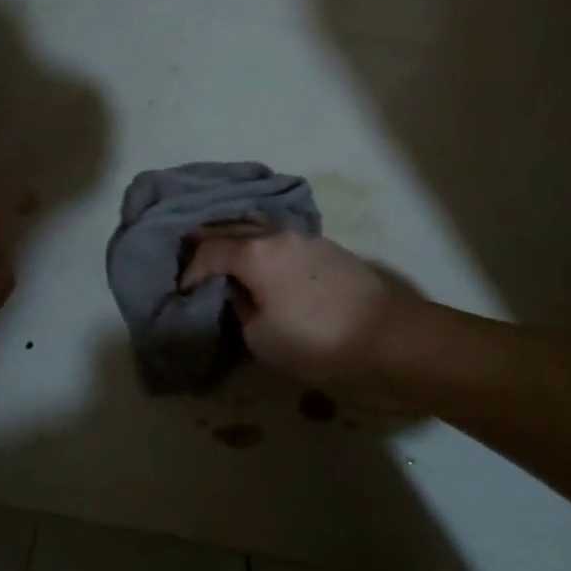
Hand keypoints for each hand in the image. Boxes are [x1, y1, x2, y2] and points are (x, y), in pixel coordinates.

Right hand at [181, 228, 419, 395]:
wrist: (389, 338)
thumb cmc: (318, 342)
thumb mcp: (262, 338)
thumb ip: (242, 308)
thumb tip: (242, 292)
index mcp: (256, 252)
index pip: (210, 252)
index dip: (190, 270)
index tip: (180, 290)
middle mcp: (279, 235)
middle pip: (234, 228)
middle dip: (210, 239)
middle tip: (190, 252)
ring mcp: (308, 238)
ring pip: (262, 227)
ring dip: (239, 236)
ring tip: (224, 250)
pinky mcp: (330, 249)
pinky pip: (284, 239)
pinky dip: (264, 244)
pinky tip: (262, 259)